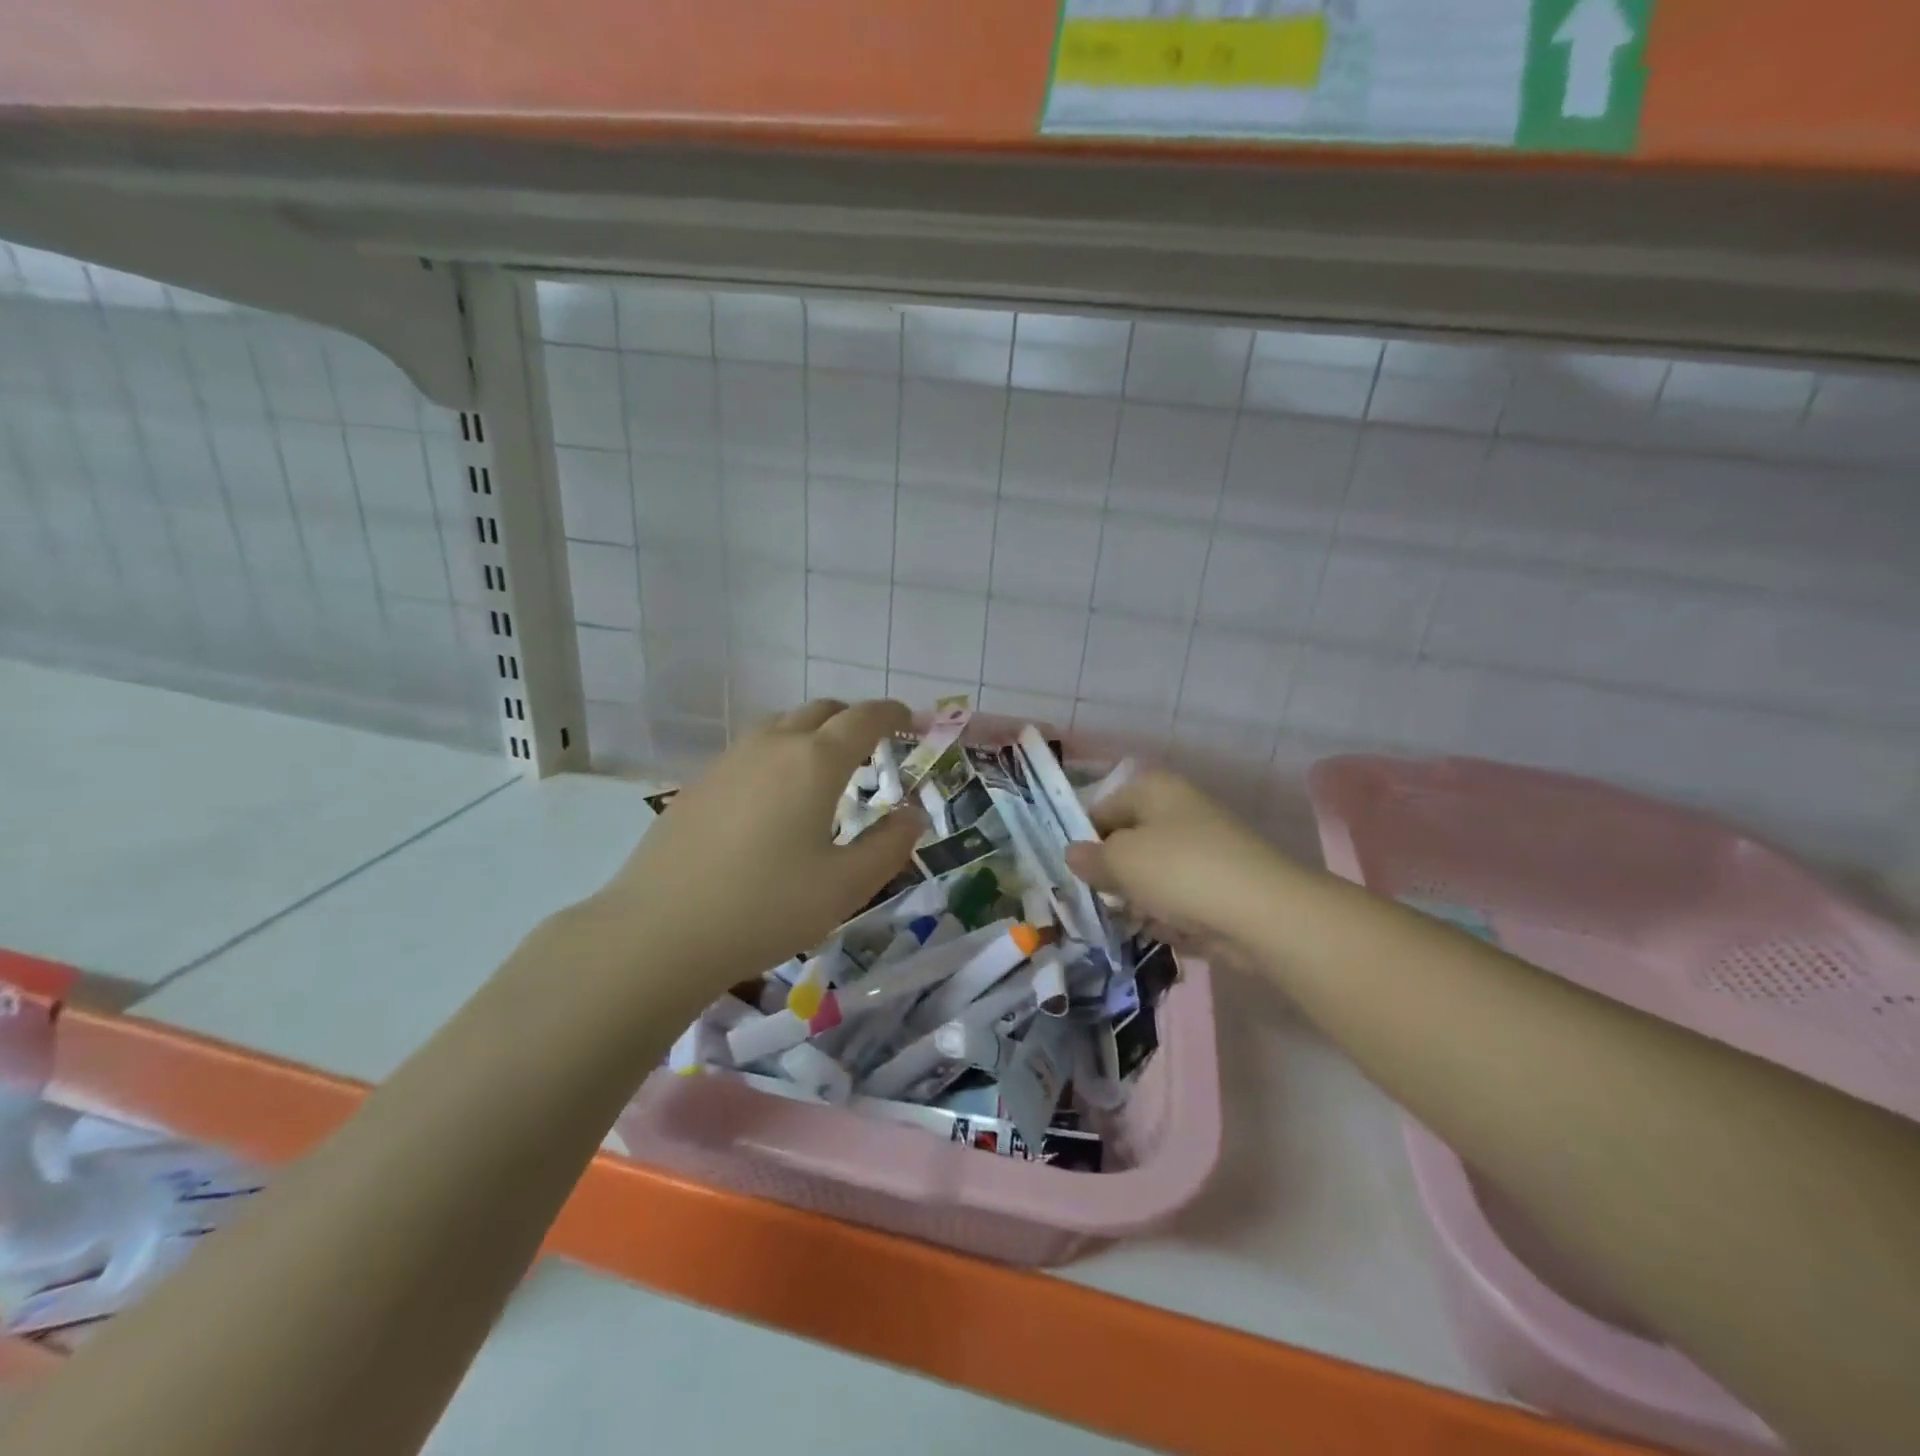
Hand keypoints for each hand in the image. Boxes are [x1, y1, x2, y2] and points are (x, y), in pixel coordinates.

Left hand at [583, 699, 926, 999]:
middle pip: (821, 711)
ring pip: (781, 726)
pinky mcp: (698, 784)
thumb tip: (913, 815)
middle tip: (873, 747)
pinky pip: (751, 751)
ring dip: (813, 734)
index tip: (911, 720)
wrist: (659, 932)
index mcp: (815, 761)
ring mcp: (728, 761)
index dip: (893, 713)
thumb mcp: (846, 886)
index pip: (864, 718)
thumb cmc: (766, 907)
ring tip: (825, 771)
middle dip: (853, 719)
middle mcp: (772, 745)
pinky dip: (778, 755)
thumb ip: (889, 845)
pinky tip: (774, 800)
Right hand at [1065, 771, 1288, 968]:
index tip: (1071, 874)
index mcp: (1154, 790)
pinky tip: (1166, 932)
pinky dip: (1170, 917)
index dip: (1084, 841)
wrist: (1263, 913)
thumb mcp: (1121, 861)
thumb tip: (1073, 854)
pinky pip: (1180, 901)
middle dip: (1112, 876)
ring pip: (1153, 877)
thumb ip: (1091, 858)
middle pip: (1129, 844)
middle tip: (1096, 902)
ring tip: (1131, 922)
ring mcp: (1204, 851)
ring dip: (1139, 901)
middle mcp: (1179, 813)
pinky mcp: (1220, 888)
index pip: (1102, 810)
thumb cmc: (1180, 871)